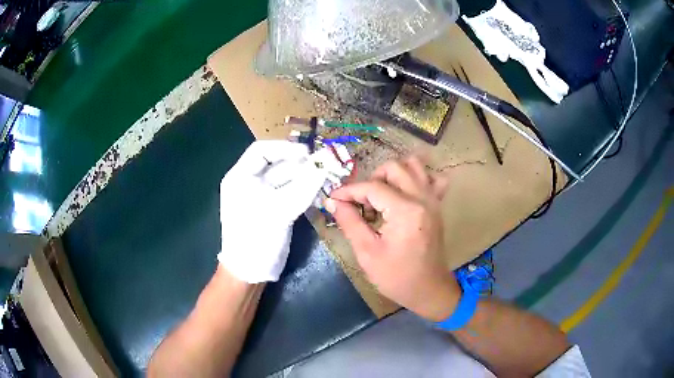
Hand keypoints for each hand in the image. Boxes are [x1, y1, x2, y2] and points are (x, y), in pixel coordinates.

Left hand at [218, 141, 326, 282]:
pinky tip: (319, 188)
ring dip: (305, 177)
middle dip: (299, 164)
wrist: (251, 271)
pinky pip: (292, 193)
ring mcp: (264, 196)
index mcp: (240, 177)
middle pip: (277, 164)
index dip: (284, 148)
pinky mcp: (276, 209)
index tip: (307, 153)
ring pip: (287, 179)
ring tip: (324, 175)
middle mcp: (251, 183)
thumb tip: (324, 168)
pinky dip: (304, 190)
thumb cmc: (255, 237)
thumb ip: (302, 188)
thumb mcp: (277, 211)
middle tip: (322, 164)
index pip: (261, 151)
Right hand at [326, 156, 459, 320]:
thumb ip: (350, 221)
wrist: (428, 290)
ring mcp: (433, 200)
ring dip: (393, 175)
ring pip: (414, 166)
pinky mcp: (437, 206)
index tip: (333, 199)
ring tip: (382, 196)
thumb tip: (332, 201)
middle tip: (362, 204)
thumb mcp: (367, 252)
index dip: (349, 191)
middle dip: (371, 181)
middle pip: (393, 168)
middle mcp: (422, 198)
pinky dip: (417, 179)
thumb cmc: (396, 277)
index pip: (372, 187)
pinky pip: (432, 179)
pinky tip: (406, 193)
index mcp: (405, 210)